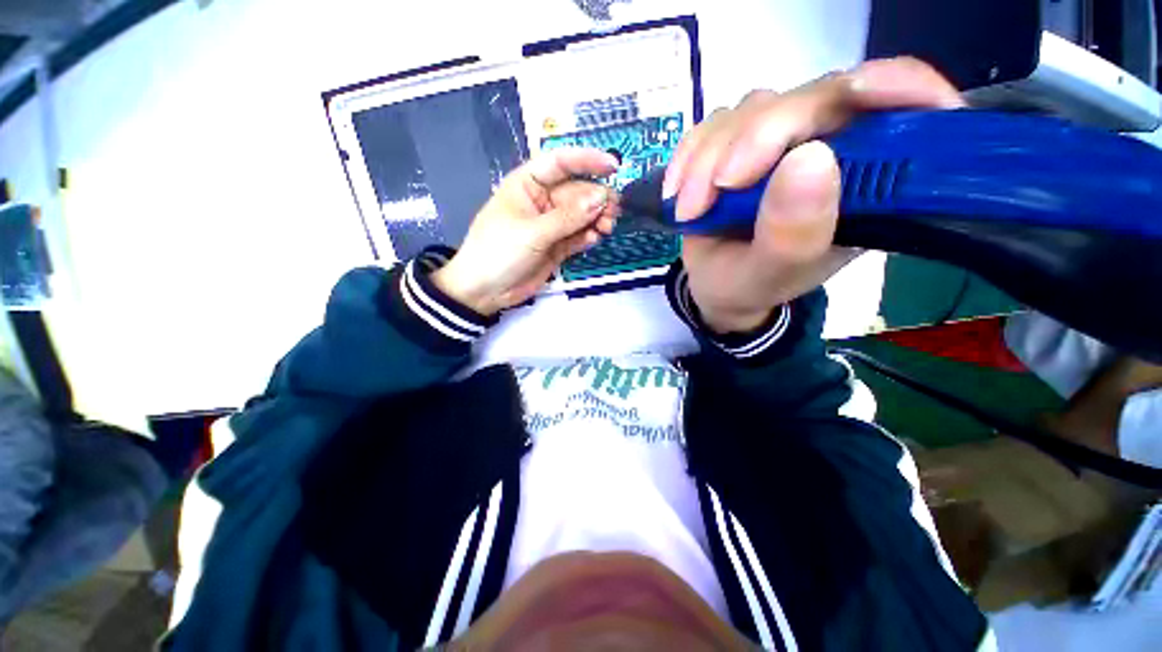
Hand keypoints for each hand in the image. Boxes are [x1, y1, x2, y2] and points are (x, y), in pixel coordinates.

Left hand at [432, 149, 619, 314]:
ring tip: (607, 227)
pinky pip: (577, 236)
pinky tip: (594, 239)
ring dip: (596, 219)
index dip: (586, 160)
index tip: (613, 166)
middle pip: (576, 192)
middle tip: (613, 211)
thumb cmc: (498, 252)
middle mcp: (542, 201)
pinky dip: (588, 236)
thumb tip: (601, 198)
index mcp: (527, 185)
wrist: (485, 291)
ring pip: (581, 215)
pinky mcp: (557, 247)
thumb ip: (567, 217)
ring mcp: (551, 226)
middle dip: (596, 199)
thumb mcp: (532, 232)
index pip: (560, 163)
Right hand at [663, 57, 963, 332]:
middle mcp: (833, 149)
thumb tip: (811, 157)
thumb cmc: (751, 286)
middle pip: (814, 98)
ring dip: (710, 157)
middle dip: (756, 139)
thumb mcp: (770, 276)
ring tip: (690, 209)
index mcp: (868, 186)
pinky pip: (714, 123)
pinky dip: (690, 154)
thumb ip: (793, 235)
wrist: (715, 285)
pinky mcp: (741, 140)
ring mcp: (782, 140)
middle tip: (716, 189)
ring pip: (755, 108)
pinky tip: (677, 190)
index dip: (895, 87)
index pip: (906, 112)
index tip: (860, 93)